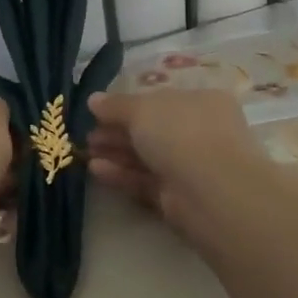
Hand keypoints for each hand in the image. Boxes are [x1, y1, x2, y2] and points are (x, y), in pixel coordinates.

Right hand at [86, 89, 262, 226]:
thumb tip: (94, 100)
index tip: (99, 112)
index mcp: (201, 102)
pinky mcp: (179, 197)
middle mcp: (199, 132)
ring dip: (116, 153)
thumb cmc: (181, 133)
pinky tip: (96, 170)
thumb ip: (116, 105)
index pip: (161, 101)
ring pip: (147, 157)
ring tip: (86, 152)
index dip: (129, 105)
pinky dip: (122, 175)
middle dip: (118, 132)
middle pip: (152, 130)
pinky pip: (146, 181)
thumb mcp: (142, 109)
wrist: (211, 190)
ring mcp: (191, 167)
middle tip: (89, 136)